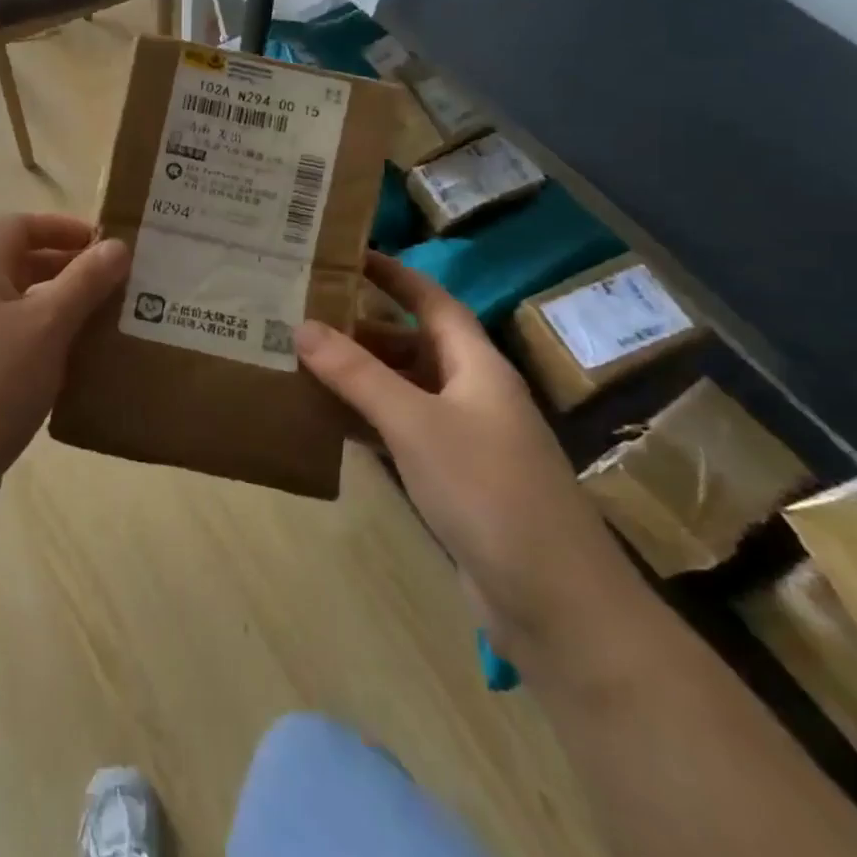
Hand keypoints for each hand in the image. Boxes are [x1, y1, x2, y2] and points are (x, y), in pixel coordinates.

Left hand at [0, 213, 128, 526]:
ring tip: (103, 326)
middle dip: (66, 269)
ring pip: (17, 310)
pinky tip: (72, 372)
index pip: (17, 226)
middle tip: (114, 285)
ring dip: (59, 310)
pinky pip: (11, 348)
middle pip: (17, 265)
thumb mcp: (46, 326)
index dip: (60, 226)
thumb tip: (116, 245)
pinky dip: (44, 346)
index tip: (103, 244)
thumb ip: (84, 283)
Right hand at [295, 253, 638, 657]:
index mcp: (475, 364)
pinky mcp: (451, 478)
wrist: (555, 602)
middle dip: (362, 327)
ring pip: (402, 389)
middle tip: (302, 313)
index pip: (432, 300)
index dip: (393, 274)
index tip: (346, 254)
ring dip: (359, 376)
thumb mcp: (416, 423)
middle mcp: (471, 392)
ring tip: (301, 360)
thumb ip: (357, 374)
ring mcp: (463, 437)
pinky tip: (327, 420)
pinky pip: (400, 431)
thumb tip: (302, 326)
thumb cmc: (488, 491)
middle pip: (412, 343)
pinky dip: (366, 420)